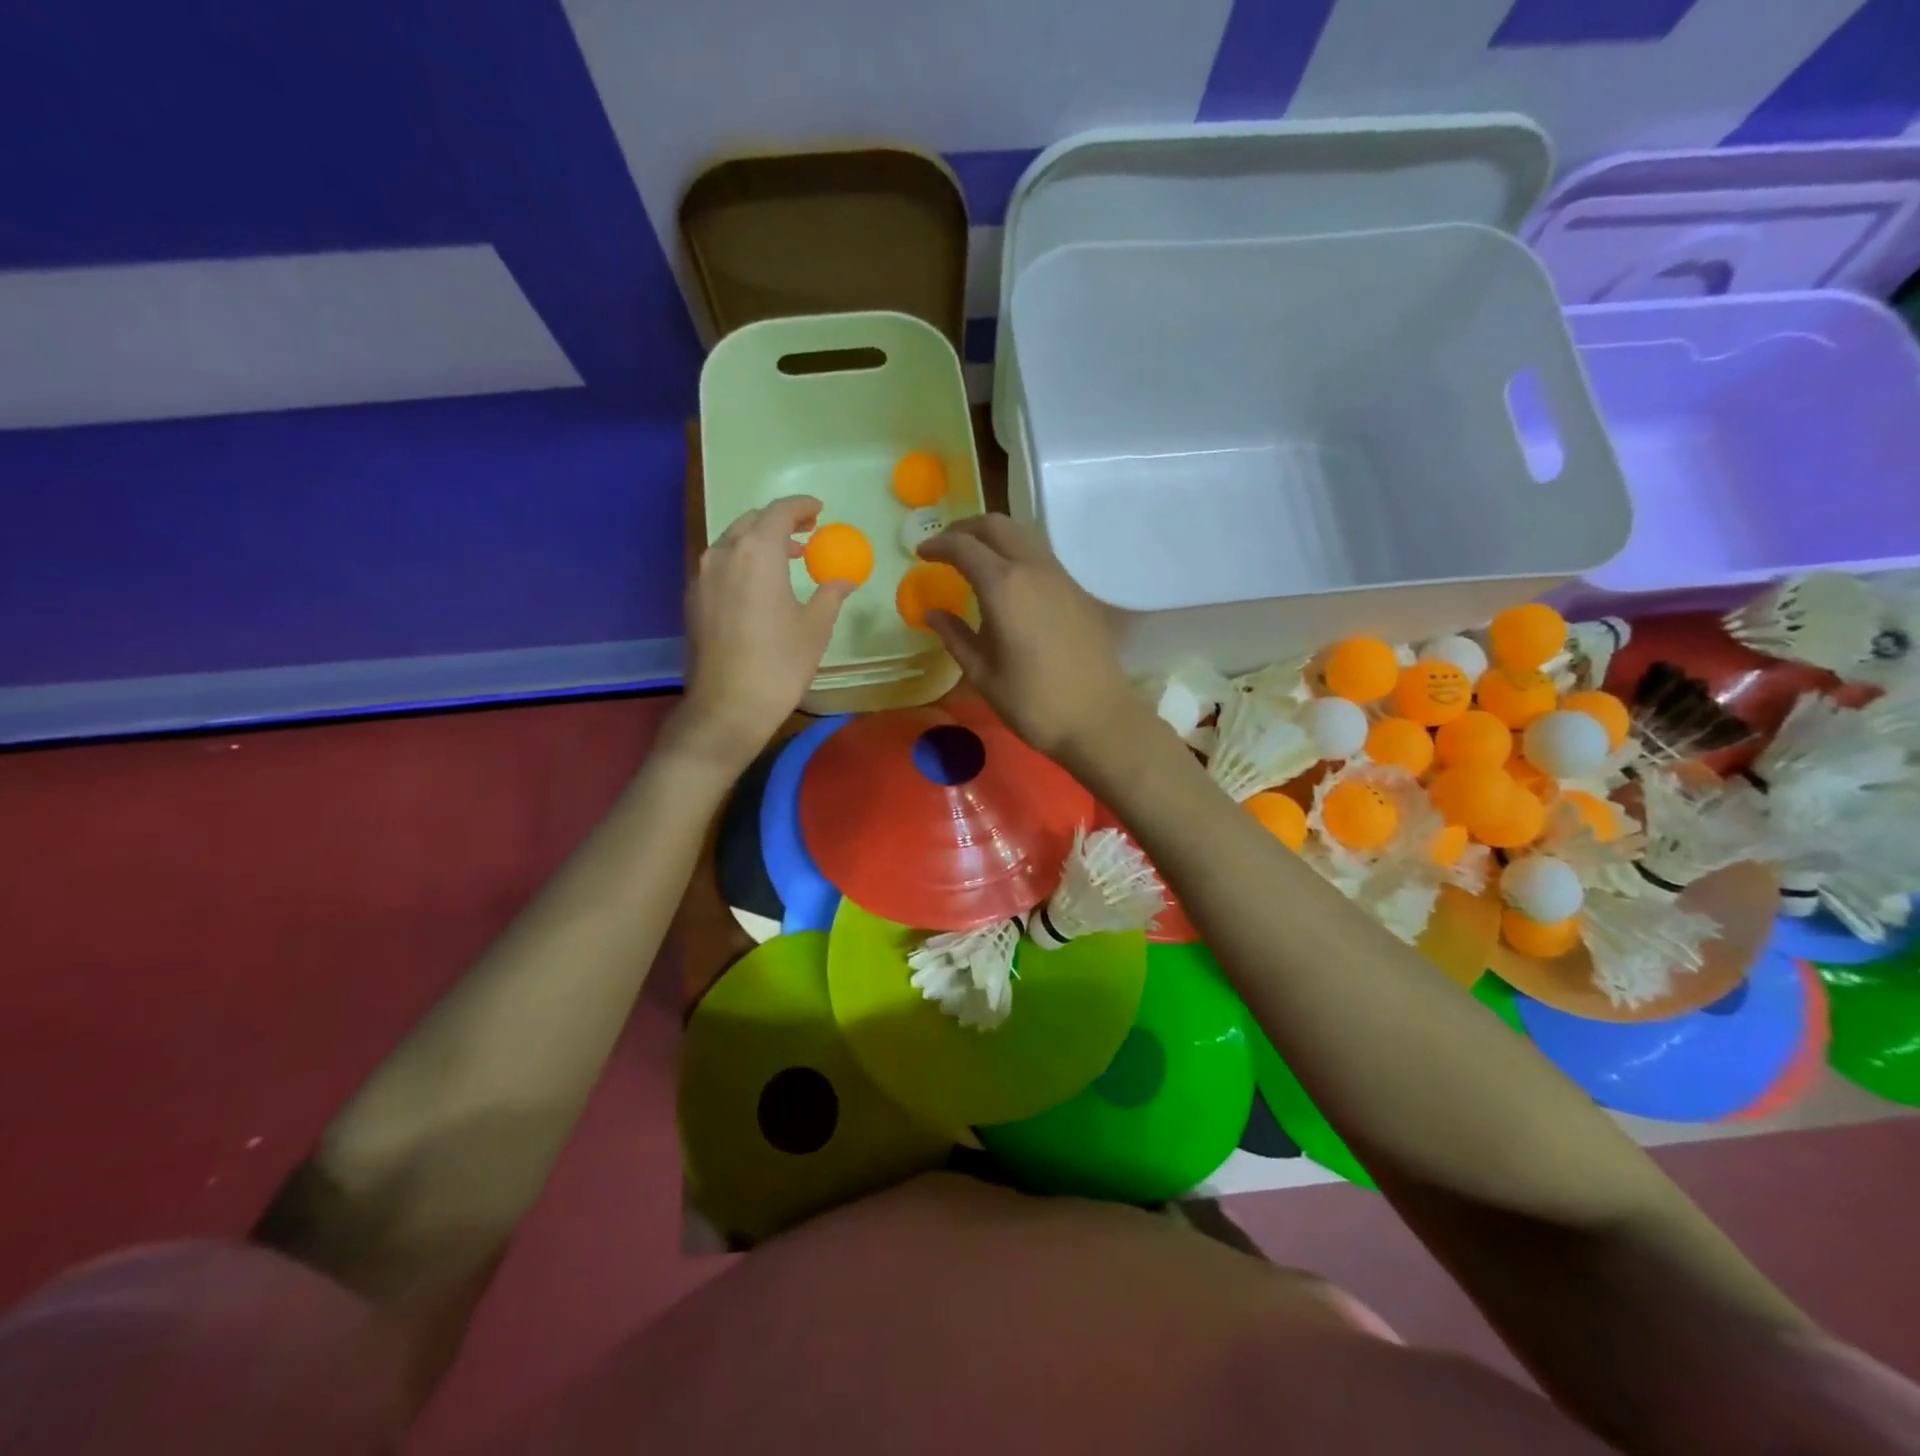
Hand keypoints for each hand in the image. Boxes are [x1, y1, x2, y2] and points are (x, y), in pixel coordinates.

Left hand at [677, 496, 854, 772]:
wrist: (728, 706)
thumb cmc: (780, 663)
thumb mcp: (815, 628)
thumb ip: (830, 594)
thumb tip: (845, 580)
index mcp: (757, 552)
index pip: (779, 512)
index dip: (801, 507)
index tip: (818, 511)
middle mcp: (723, 553)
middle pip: (751, 522)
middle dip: (779, 522)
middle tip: (805, 534)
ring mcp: (702, 576)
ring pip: (731, 542)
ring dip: (759, 543)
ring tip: (785, 559)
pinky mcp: (693, 599)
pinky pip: (719, 566)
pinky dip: (741, 563)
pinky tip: (758, 586)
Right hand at [917, 515, 1143, 765]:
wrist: (1099, 717)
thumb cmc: (1033, 702)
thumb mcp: (983, 674)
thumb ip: (955, 637)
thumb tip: (933, 613)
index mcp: (1004, 587)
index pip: (964, 547)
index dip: (938, 545)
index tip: (921, 553)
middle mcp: (1033, 569)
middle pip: (996, 525)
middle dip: (965, 529)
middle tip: (945, 548)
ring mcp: (1060, 576)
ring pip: (1022, 535)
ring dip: (993, 537)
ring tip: (974, 560)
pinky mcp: (1077, 590)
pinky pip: (1040, 555)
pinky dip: (1015, 553)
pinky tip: (1007, 582)